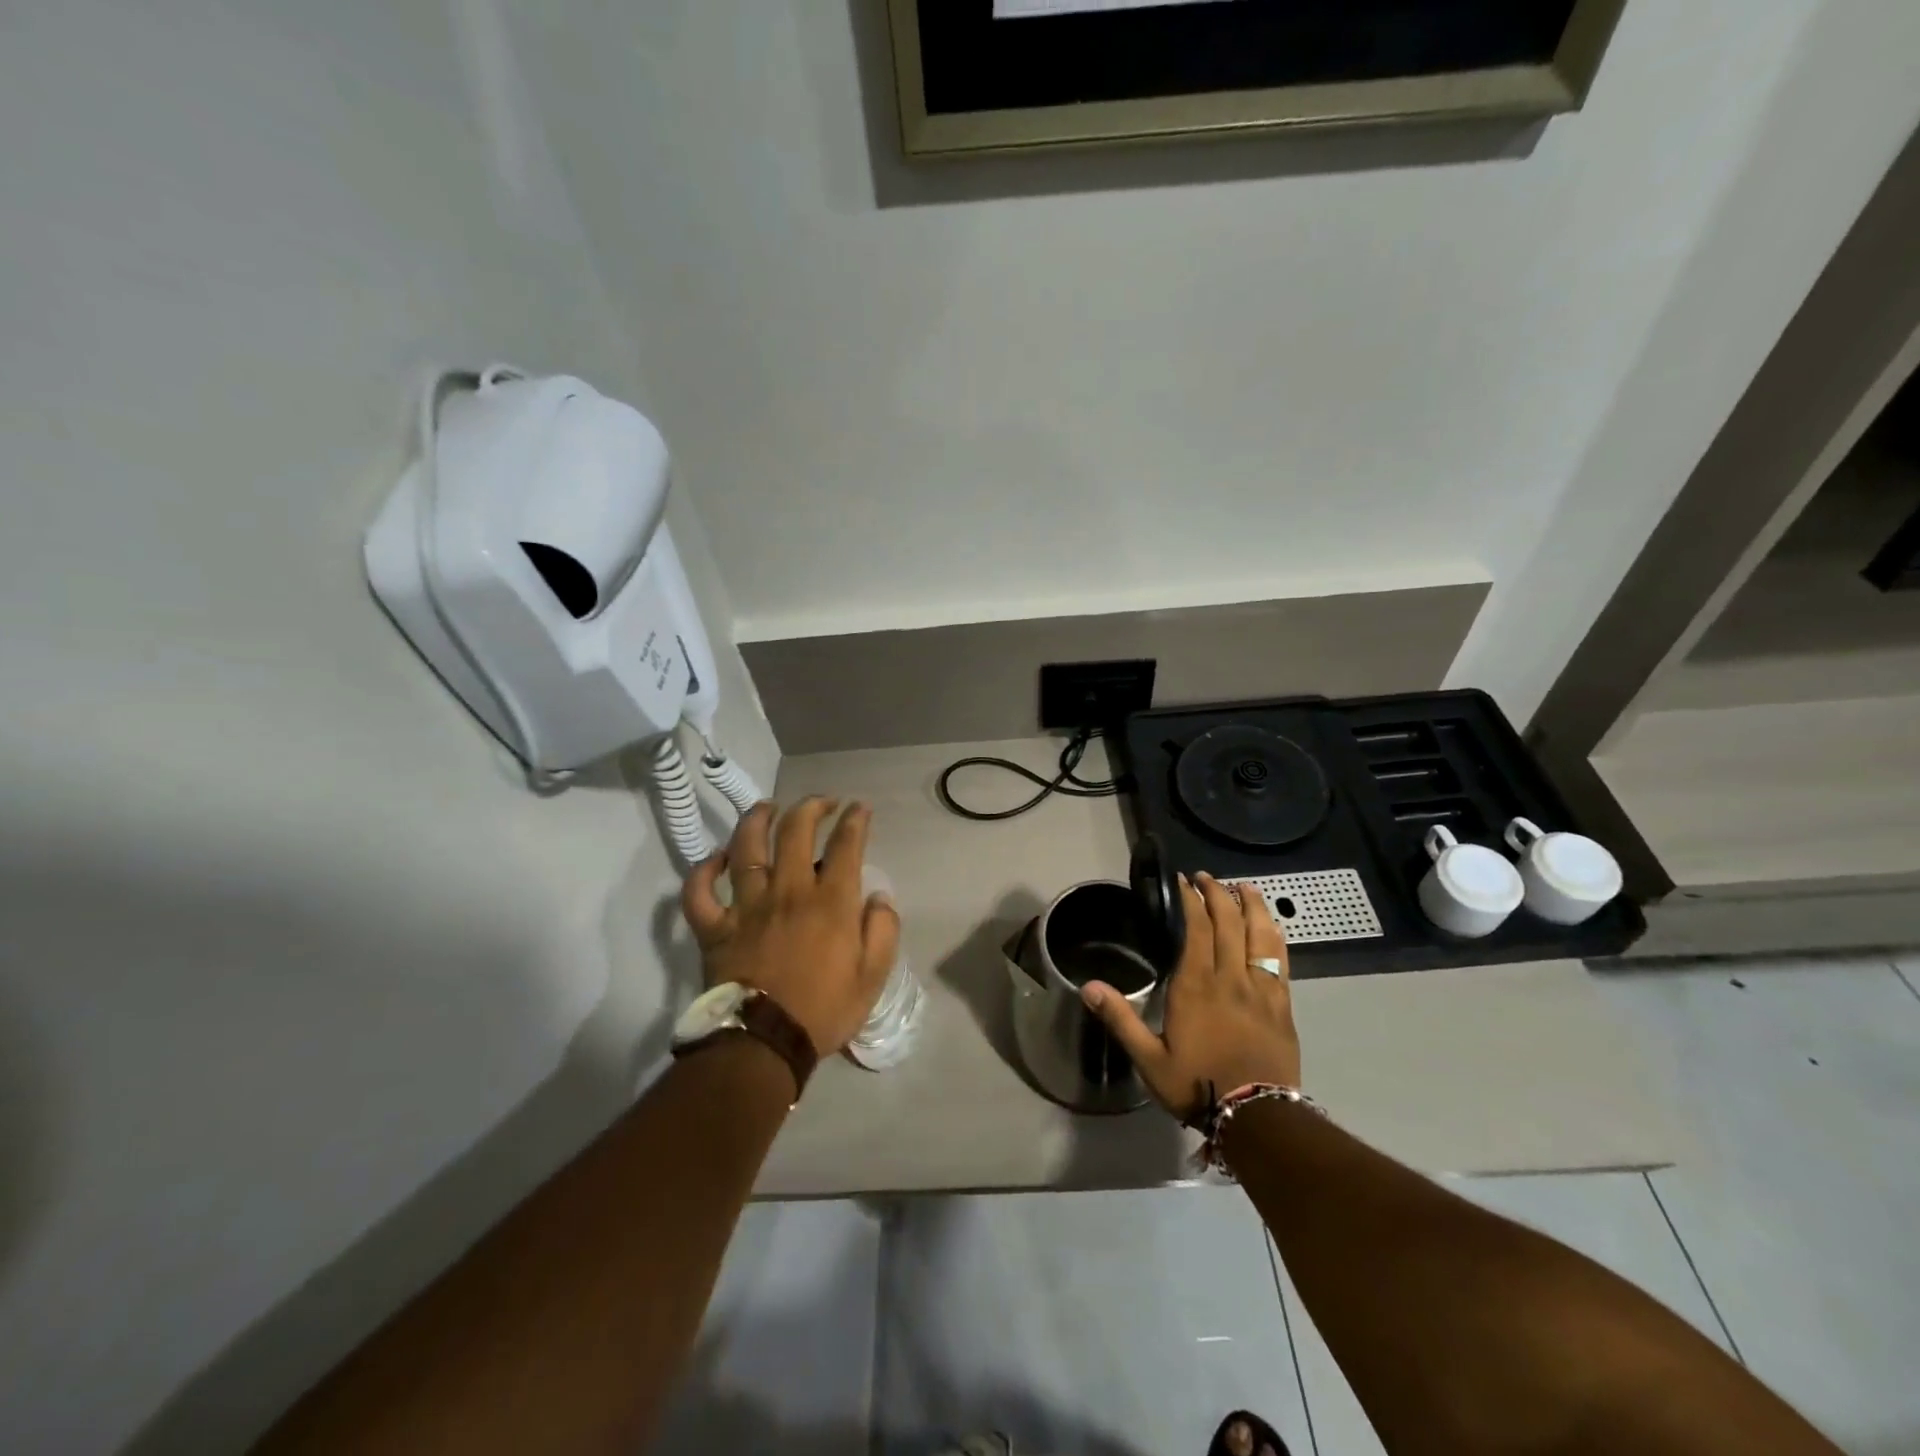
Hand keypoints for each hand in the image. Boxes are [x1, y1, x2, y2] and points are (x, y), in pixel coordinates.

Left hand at [681, 797, 901, 1056]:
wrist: (763, 1045)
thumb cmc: (823, 1011)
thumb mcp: (873, 977)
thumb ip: (883, 931)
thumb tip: (878, 898)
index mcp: (830, 902)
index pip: (846, 844)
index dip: (855, 819)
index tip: (859, 808)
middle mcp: (788, 891)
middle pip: (796, 831)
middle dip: (811, 806)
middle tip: (821, 803)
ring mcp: (747, 906)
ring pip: (746, 847)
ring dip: (757, 819)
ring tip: (768, 807)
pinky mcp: (715, 927)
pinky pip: (699, 892)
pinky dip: (703, 871)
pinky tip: (717, 859)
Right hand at [1080, 872, 1300, 1121]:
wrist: (1259, 1119)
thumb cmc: (1198, 1085)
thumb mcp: (1149, 1059)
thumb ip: (1120, 1019)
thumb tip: (1087, 986)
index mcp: (1196, 986)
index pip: (1196, 928)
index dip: (1190, 900)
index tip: (1182, 881)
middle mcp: (1230, 978)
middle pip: (1228, 922)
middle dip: (1217, 894)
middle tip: (1206, 878)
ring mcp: (1261, 989)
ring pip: (1259, 934)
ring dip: (1251, 906)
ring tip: (1243, 887)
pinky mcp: (1282, 1004)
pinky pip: (1280, 959)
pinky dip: (1274, 935)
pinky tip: (1271, 925)